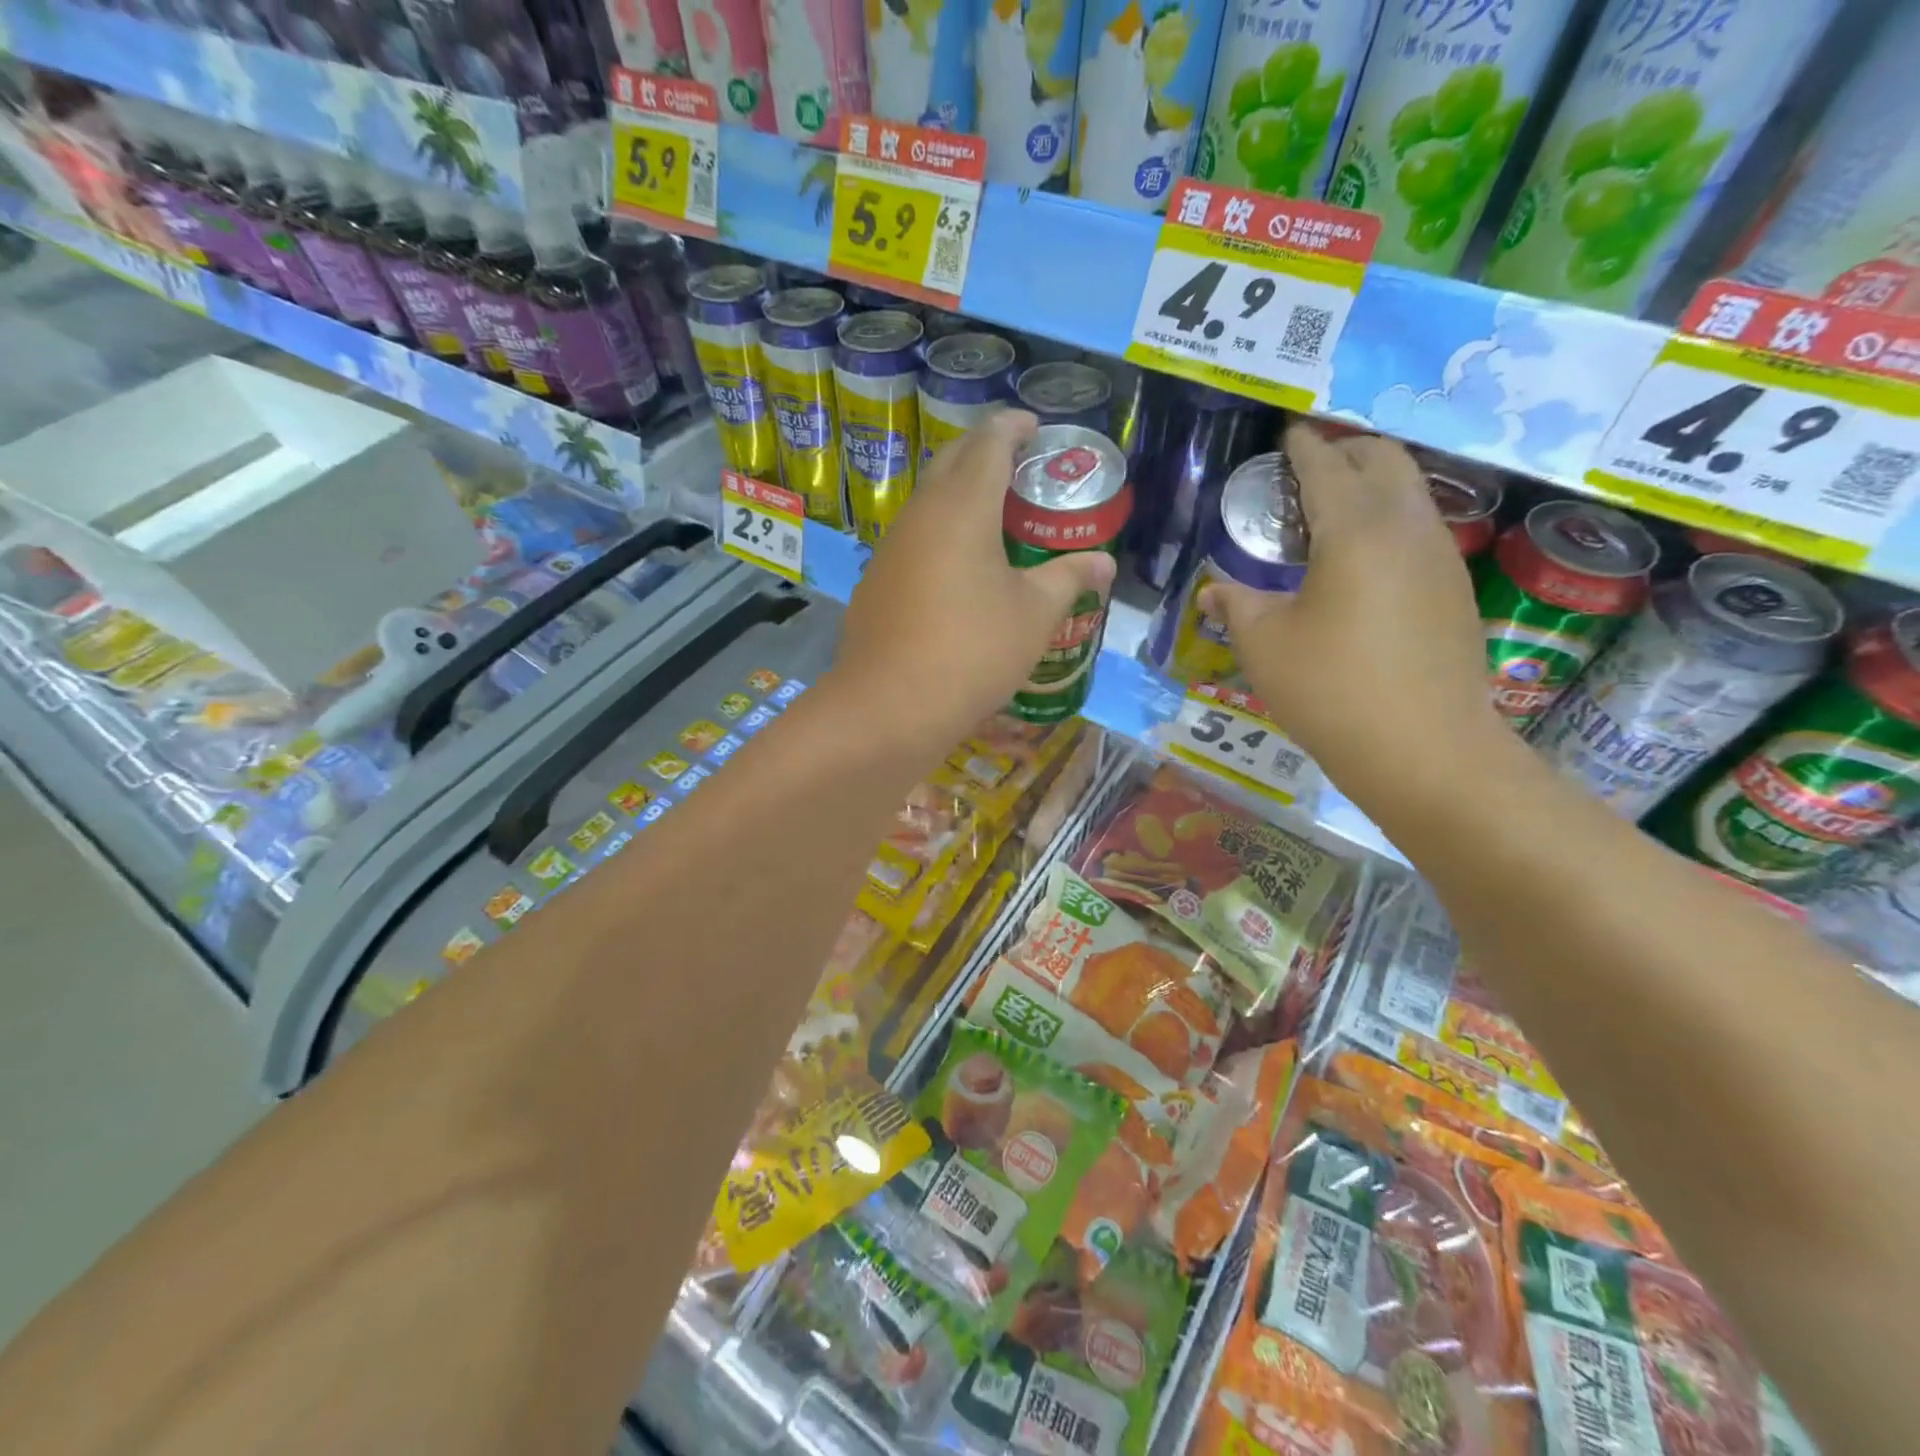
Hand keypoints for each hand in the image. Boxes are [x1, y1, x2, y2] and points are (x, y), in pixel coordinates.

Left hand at [835, 410, 1115, 744]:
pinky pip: (915, 538)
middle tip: (1022, 470)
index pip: (989, 441)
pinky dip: (942, 533)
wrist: (889, 707)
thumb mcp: (1034, 615)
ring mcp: (892, 547)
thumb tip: (1104, 563)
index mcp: (963, 506)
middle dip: (986, 452)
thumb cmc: (972, 651)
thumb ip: (1069, 578)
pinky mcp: (878, 580)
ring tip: (997, 518)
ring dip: (961, 495)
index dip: (1015, 427)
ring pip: (929, 500)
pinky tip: (960, 568)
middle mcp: (921, 514)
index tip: (1037, 431)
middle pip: (952, 460)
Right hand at [1200, 422, 1507, 792]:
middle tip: (1308, 465)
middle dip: (1347, 450)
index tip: (1288, 434)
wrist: (1425, 750)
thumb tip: (1213, 590)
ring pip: (1410, 492)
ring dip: (1373, 484)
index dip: (1303, 447)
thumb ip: (1236, 605)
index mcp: (1356, 530)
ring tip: (1332, 508)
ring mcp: (1440, 558)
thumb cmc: (1331, 690)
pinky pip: (1420, 529)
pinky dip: (1389, 520)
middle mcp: (1407, 528)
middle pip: (1385, 460)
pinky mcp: (1453, 590)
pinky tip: (1362, 557)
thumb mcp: (1264, 645)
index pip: (1328, 467)